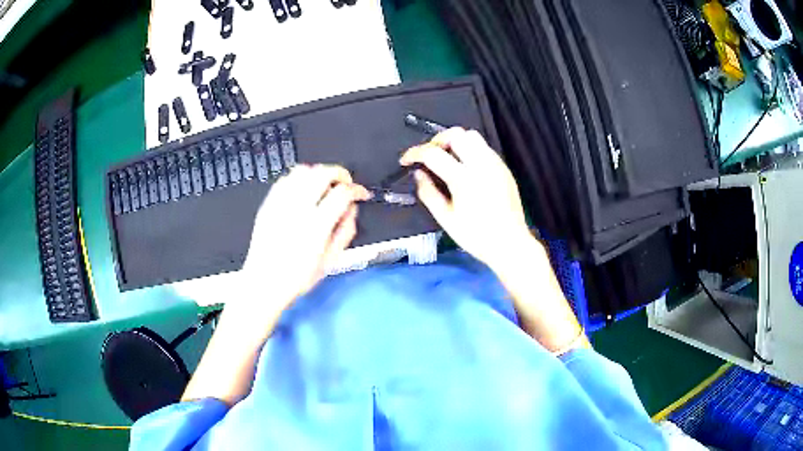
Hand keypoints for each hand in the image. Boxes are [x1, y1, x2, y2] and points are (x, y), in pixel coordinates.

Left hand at [236, 164, 369, 316]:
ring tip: (324, 185)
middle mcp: (298, 209)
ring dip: (318, 173)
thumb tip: (352, 210)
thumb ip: (345, 231)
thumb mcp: (330, 261)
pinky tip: (303, 190)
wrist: (264, 282)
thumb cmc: (297, 277)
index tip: (360, 193)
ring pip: (302, 170)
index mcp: (316, 225)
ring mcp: (280, 204)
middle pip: (323, 173)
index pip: (342, 193)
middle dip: (340, 173)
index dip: (356, 189)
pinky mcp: (268, 204)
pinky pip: (285, 179)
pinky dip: (298, 179)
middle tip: (345, 183)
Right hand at [401, 128, 533, 267]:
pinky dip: (470, 150)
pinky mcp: (503, 168)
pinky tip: (466, 168)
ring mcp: (495, 164)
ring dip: (455, 142)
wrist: (510, 244)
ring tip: (447, 159)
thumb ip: (428, 193)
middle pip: (456, 134)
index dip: (415, 153)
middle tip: (429, 156)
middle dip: (437, 140)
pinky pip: (484, 148)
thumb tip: (418, 174)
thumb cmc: (476, 236)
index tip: (406, 160)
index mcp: (463, 178)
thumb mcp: (446, 218)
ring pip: (473, 136)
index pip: (433, 153)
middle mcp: (481, 164)